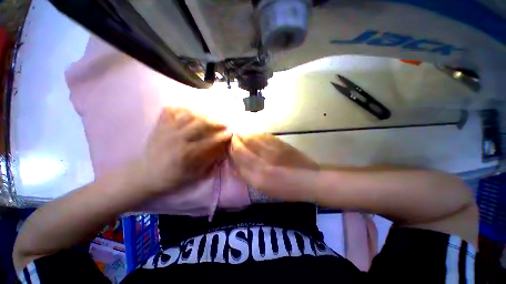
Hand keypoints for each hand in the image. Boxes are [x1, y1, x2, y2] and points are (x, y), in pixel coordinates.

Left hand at [139, 107, 231, 193]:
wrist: (145, 174)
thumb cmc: (172, 177)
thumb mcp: (193, 175)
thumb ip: (209, 161)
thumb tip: (222, 149)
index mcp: (186, 153)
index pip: (209, 141)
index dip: (222, 136)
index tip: (230, 133)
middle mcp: (177, 139)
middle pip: (200, 124)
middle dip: (215, 122)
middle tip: (224, 122)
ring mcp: (167, 130)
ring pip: (188, 114)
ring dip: (203, 113)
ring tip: (211, 115)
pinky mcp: (159, 126)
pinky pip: (171, 110)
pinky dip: (182, 108)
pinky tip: (191, 110)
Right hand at [230, 134, 318, 200]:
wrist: (308, 179)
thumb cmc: (285, 189)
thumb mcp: (263, 188)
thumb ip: (248, 175)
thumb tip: (237, 164)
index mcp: (258, 174)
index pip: (239, 156)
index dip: (233, 148)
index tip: (229, 145)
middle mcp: (263, 160)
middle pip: (244, 145)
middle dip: (237, 140)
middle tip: (233, 137)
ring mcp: (273, 149)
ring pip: (254, 138)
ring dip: (246, 135)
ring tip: (241, 134)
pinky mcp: (281, 144)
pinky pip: (265, 136)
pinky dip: (257, 135)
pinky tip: (255, 135)